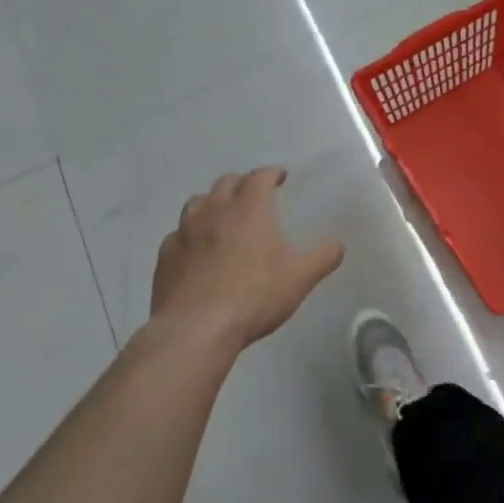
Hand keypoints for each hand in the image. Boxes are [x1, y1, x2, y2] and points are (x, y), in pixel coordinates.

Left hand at [147, 167, 344, 351]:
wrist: (196, 329)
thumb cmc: (253, 296)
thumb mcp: (300, 278)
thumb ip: (322, 257)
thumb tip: (338, 244)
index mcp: (248, 208)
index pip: (260, 177)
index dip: (271, 173)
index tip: (280, 177)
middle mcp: (213, 211)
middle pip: (226, 183)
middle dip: (242, 184)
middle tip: (253, 194)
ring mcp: (184, 232)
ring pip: (197, 203)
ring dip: (212, 203)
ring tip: (221, 216)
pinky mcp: (165, 256)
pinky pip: (177, 235)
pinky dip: (189, 235)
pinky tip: (195, 250)